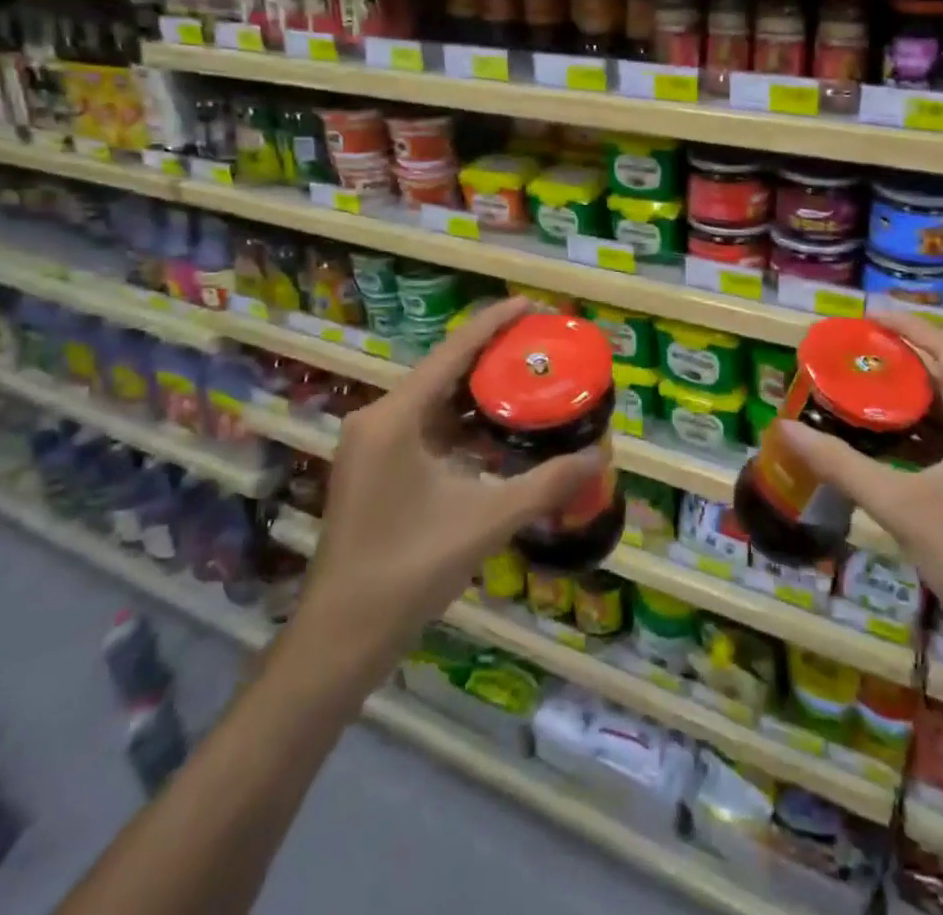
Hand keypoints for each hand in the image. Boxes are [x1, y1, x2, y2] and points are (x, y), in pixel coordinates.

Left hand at [289, 298, 608, 660]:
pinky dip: (462, 426)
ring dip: (478, 394)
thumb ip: (546, 484)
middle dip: (492, 357)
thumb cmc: (409, 570)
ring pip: (435, 403)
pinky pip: (426, 429)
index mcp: (395, 417)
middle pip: (444, 372)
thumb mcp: (486, 521)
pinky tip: (498, 431)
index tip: (531, 304)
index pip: (453, 352)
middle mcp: (378, 419)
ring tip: (528, 380)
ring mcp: (372, 446)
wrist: (341, 637)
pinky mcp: (375, 469)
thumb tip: (601, 458)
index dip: (494, 323)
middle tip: (541, 346)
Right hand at [778, 313, 942, 647]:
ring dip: (915, 393)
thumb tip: (787, 430)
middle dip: (905, 358)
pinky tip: (891, 434)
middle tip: (857, 351)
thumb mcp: (900, 505)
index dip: (908, 326)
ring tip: (865, 383)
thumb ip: (841, 465)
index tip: (867, 317)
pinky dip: (927, 425)